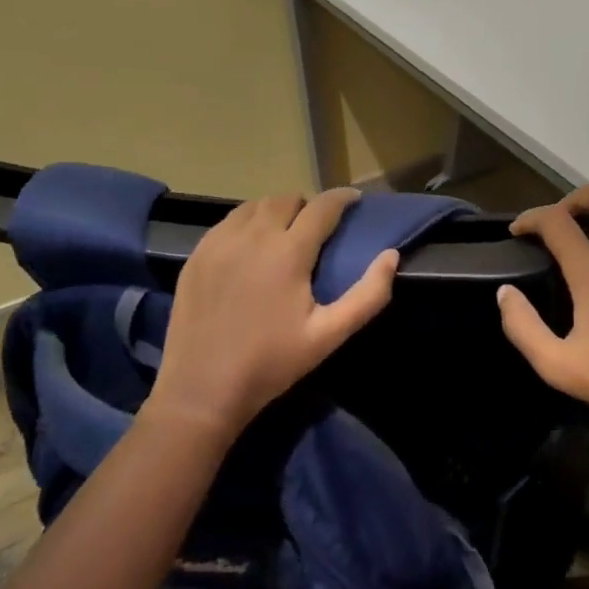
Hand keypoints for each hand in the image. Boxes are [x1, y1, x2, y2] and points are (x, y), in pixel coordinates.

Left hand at [143, 189, 397, 436]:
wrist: (201, 390)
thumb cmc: (272, 363)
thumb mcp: (329, 335)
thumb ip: (368, 295)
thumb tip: (392, 256)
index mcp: (288, 252)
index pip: (322, 207)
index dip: (341, 198)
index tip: (354, 200)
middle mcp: (253, 236)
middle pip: (286, 200)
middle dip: (307, 205)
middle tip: (318, 225)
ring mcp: (219, 243)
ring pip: (254, 206)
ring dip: (276, 210)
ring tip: (285, 231)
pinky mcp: (196, 255)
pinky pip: (227, 222)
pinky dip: (246, 223)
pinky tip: (250, 246)